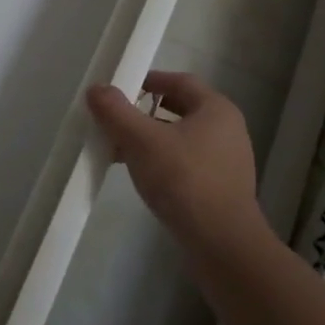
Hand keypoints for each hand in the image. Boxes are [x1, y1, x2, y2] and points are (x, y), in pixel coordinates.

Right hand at [86, 71, 264, 251]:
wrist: (222, 244)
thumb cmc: (184, 180)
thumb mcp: (141, 141)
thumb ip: (116, 111)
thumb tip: (96, 88)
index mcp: (216, 109)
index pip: (180, 81)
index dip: (150, 80)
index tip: (123, 87)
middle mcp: (228, 130)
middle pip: (181, 109)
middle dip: (146, 112)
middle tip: (117, 118)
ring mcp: (227, 161)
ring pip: (182, 138)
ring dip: (151, 138)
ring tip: (121, 149)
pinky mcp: (222, 188)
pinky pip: (187, 162)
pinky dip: (163, 161)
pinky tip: (142, 175)